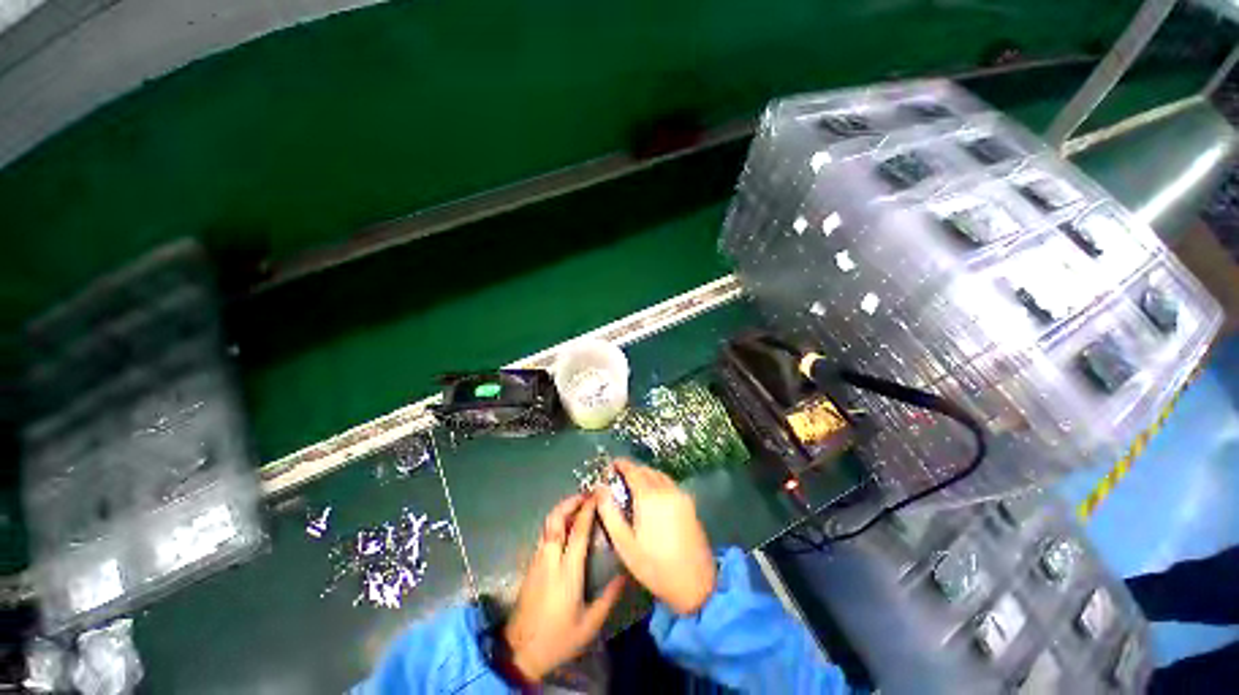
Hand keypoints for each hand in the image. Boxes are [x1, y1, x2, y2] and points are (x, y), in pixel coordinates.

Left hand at [502, 495, 625, 682]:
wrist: (519, 653)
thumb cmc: (558, 638)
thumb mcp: (589, 624)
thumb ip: (608, 597)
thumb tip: (625, 575)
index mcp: (566, 571)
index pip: (577, 531)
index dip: (587, 510)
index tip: (597, 496)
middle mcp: (549, 559)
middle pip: (555, 520)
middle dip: (569, 502)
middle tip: (585, 495)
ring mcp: (537, 561)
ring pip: (547, 525)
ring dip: (562, 510)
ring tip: (578, 506)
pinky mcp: (530, 566)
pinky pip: (544, 535)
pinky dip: (555, 523)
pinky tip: (565, 528)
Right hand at [594, 459, 716, 613]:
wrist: (696, 583)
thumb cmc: (654, 566)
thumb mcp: (624, 543)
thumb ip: (609, 512)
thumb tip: (599, 488)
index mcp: (649, 497)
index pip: (633, 470)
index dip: (621, 464)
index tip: (611, 465)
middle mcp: (666, 489)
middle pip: (646, 470)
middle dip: (632, 470)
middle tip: (619, 478)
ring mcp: (680, 495)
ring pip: (659, 475)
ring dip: (645, 474)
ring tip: (634, 486)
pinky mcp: (689, 503)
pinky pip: (669, 483)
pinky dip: (657, 481)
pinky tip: (652, 496)